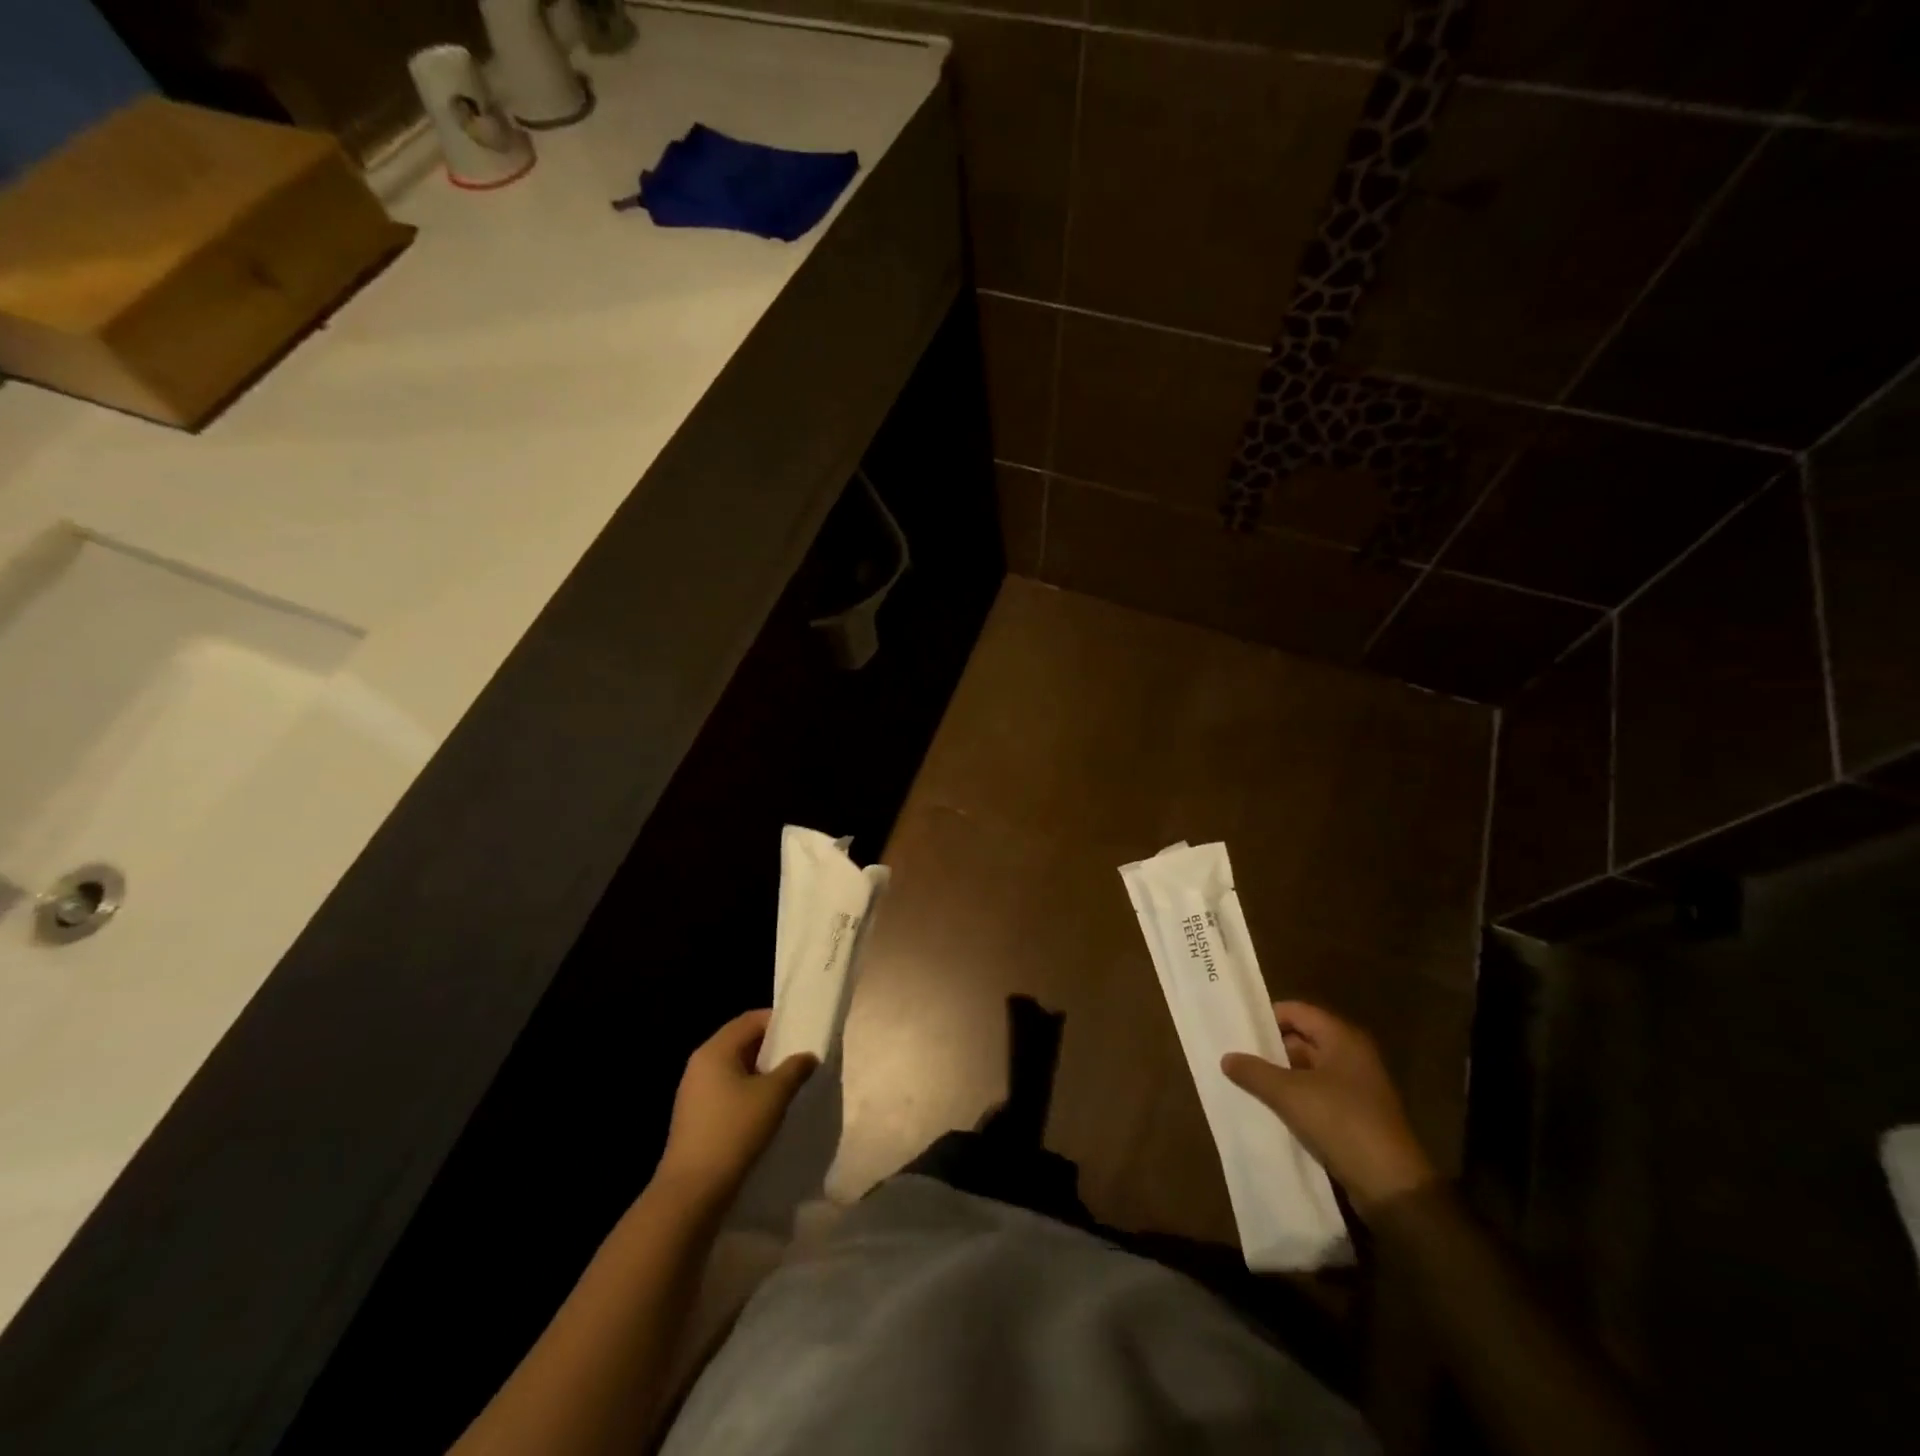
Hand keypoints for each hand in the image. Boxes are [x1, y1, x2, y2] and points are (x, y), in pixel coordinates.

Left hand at [656, 1010, 815, 1200]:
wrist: (691, 1193)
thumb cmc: (733, 1132)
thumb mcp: (773, 1096)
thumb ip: (795, 1069)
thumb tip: (808, 1056)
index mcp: (715, 1050)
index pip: (750, 1019)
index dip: (778, 1021)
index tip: (803, 1031)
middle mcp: (700, 1064)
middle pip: (741, 1042)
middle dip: (772, 1047)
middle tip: (800, 1056)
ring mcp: (694, 1092)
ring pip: (734, 1068)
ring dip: (761, 1072)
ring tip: (788, 1083)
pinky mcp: (695, 1117)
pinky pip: (726, 1090)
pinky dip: (747, 1091)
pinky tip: (766, 1109)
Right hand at [1222, 1001, 1436, 1217]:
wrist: (1391, 1186)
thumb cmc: (1340, 1122)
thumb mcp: (1288, 1094)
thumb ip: (1254, 1072)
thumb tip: (1226, 1057)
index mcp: (1343, 1039)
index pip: (1298, 1011)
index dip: (1267, 1016)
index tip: (1238, 1027)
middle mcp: (1353, 1056)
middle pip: (1303, 1039)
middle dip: (1271, 1047)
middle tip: (1237, 1054)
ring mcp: (1357, 1087)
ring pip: (1309, 1069)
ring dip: (1281, 1075)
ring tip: (1246, 1080)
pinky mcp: (1357, 1116)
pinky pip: (1318, 1095)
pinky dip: (1295, 1097)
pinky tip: (1270, 1107)